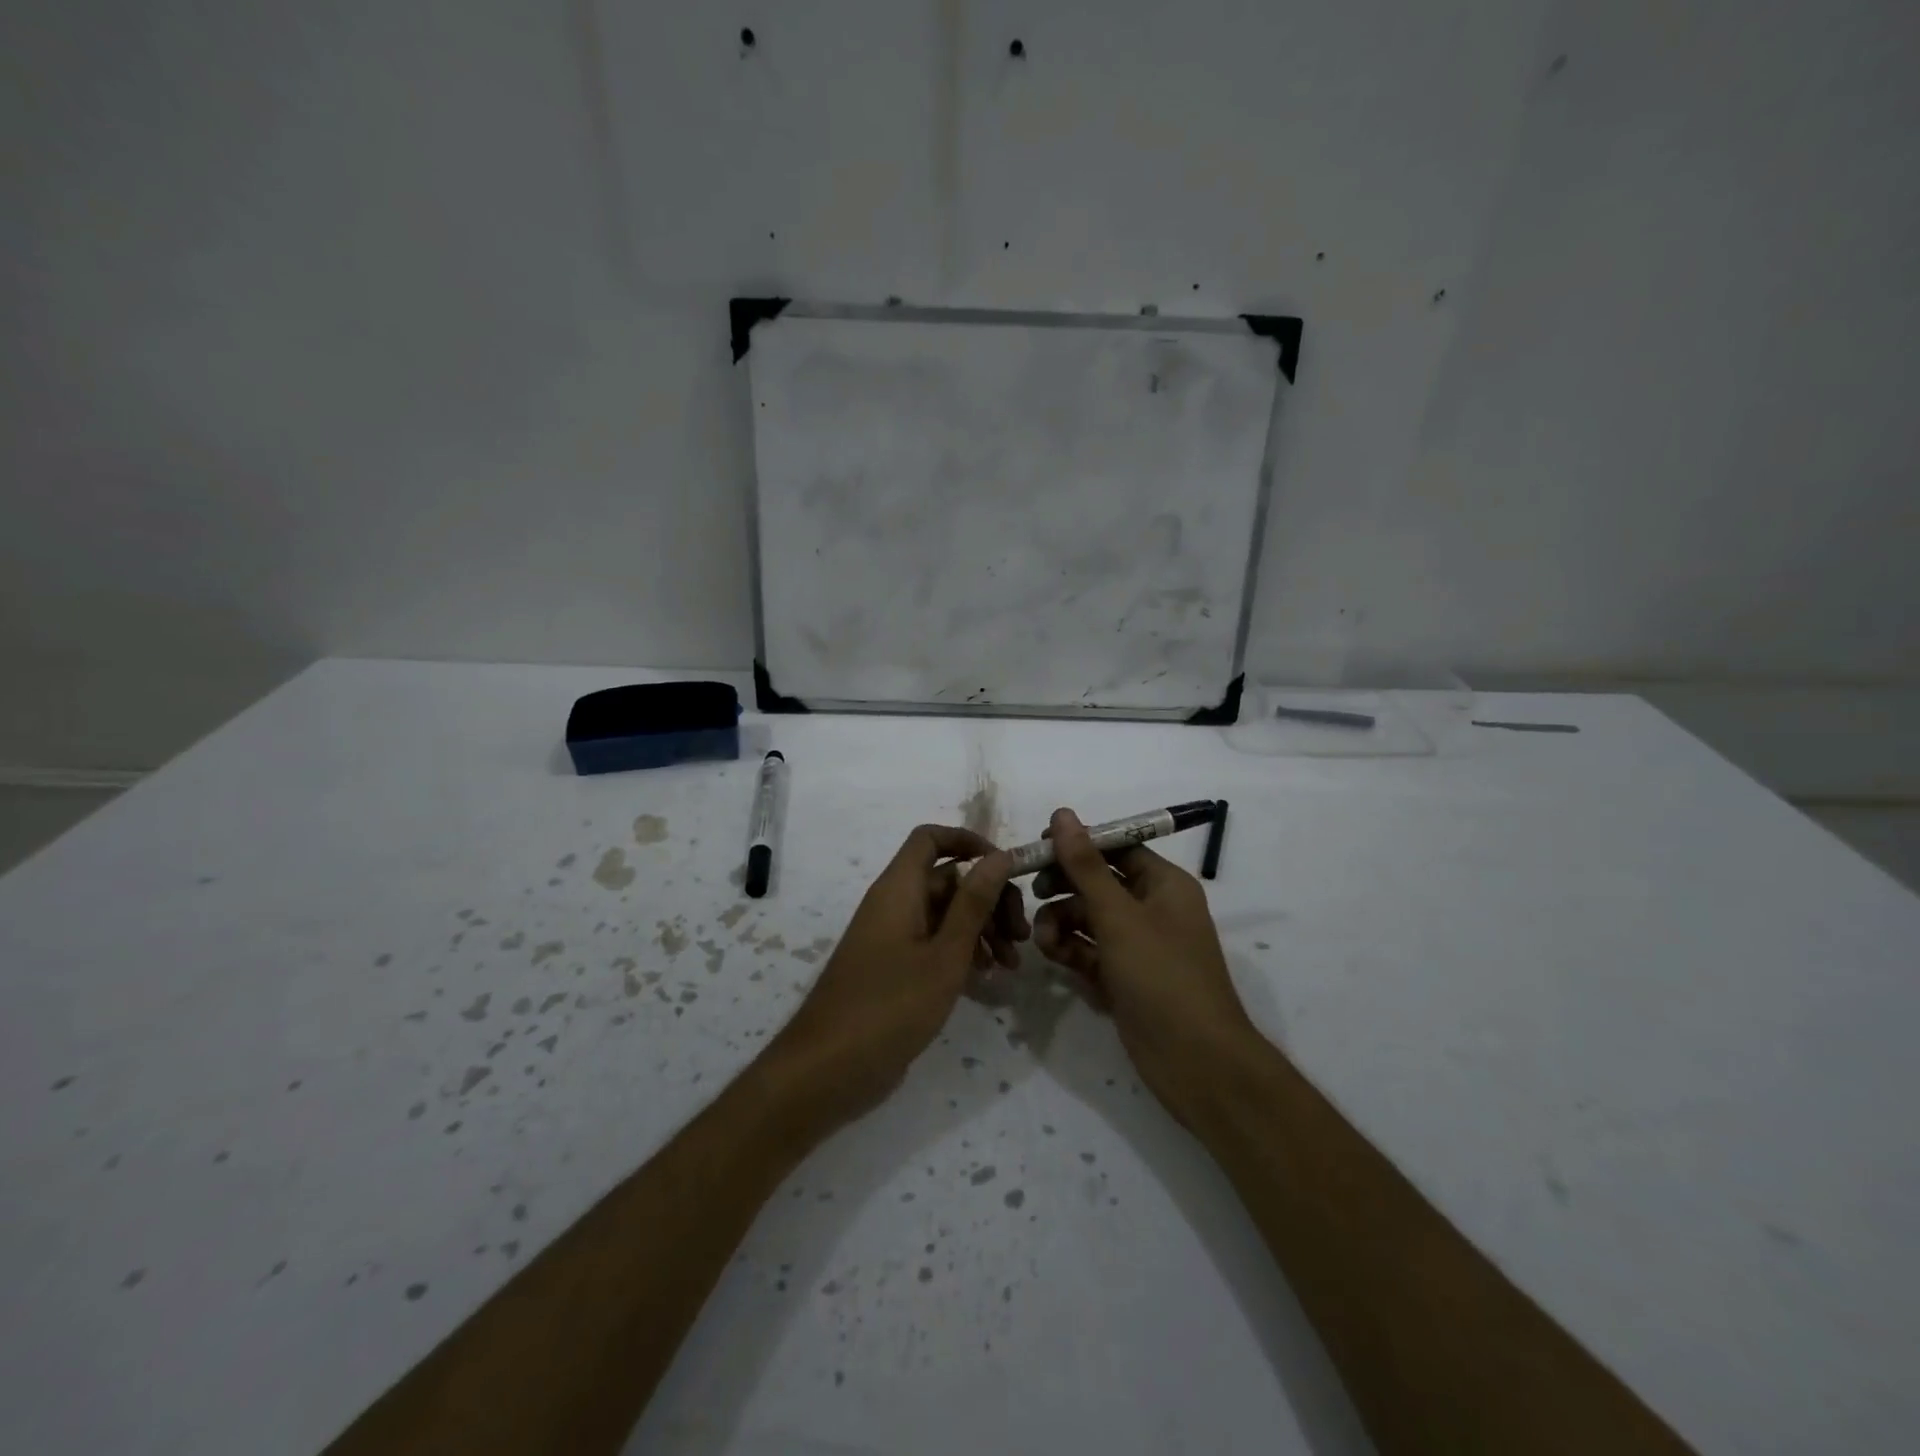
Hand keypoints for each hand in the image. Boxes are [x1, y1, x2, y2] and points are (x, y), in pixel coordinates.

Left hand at [763, 825, 1024, 1130]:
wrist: (828, 1069)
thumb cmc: (890, 1006)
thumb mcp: (944, 954)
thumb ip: (973, 903)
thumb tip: (999, 855)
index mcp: (899, 888)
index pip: (931, 838)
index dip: (969, 842)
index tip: (1006, 868)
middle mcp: (894, 903)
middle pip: (948, 879)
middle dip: (989, 899)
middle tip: (1021, 934)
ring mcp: (892, 937)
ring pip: (945, 914)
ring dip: (982, 929)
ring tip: (1012, 965)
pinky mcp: (894, 968)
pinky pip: (934, 943)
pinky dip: (962, 952)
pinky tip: (987, 979)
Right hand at [1031, 807, 1255, 1125]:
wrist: (1196, 1062)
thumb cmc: (1162, 976)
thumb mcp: (1119, 916)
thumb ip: (1085, 866)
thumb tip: (1062, 814)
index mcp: (1164, 884)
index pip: (1116, 848)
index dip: (1077, 845)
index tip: (1038, 849)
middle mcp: (1152, 908)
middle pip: (1098, 882)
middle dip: (1064, 887)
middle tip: (1032, 893)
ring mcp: (1138, 945)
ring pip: (1088, 917)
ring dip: (1061, 921)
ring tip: (1043, 940)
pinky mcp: (1124, 977)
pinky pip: (1089, 950)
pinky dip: (1070, 949)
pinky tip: (1054, 957)